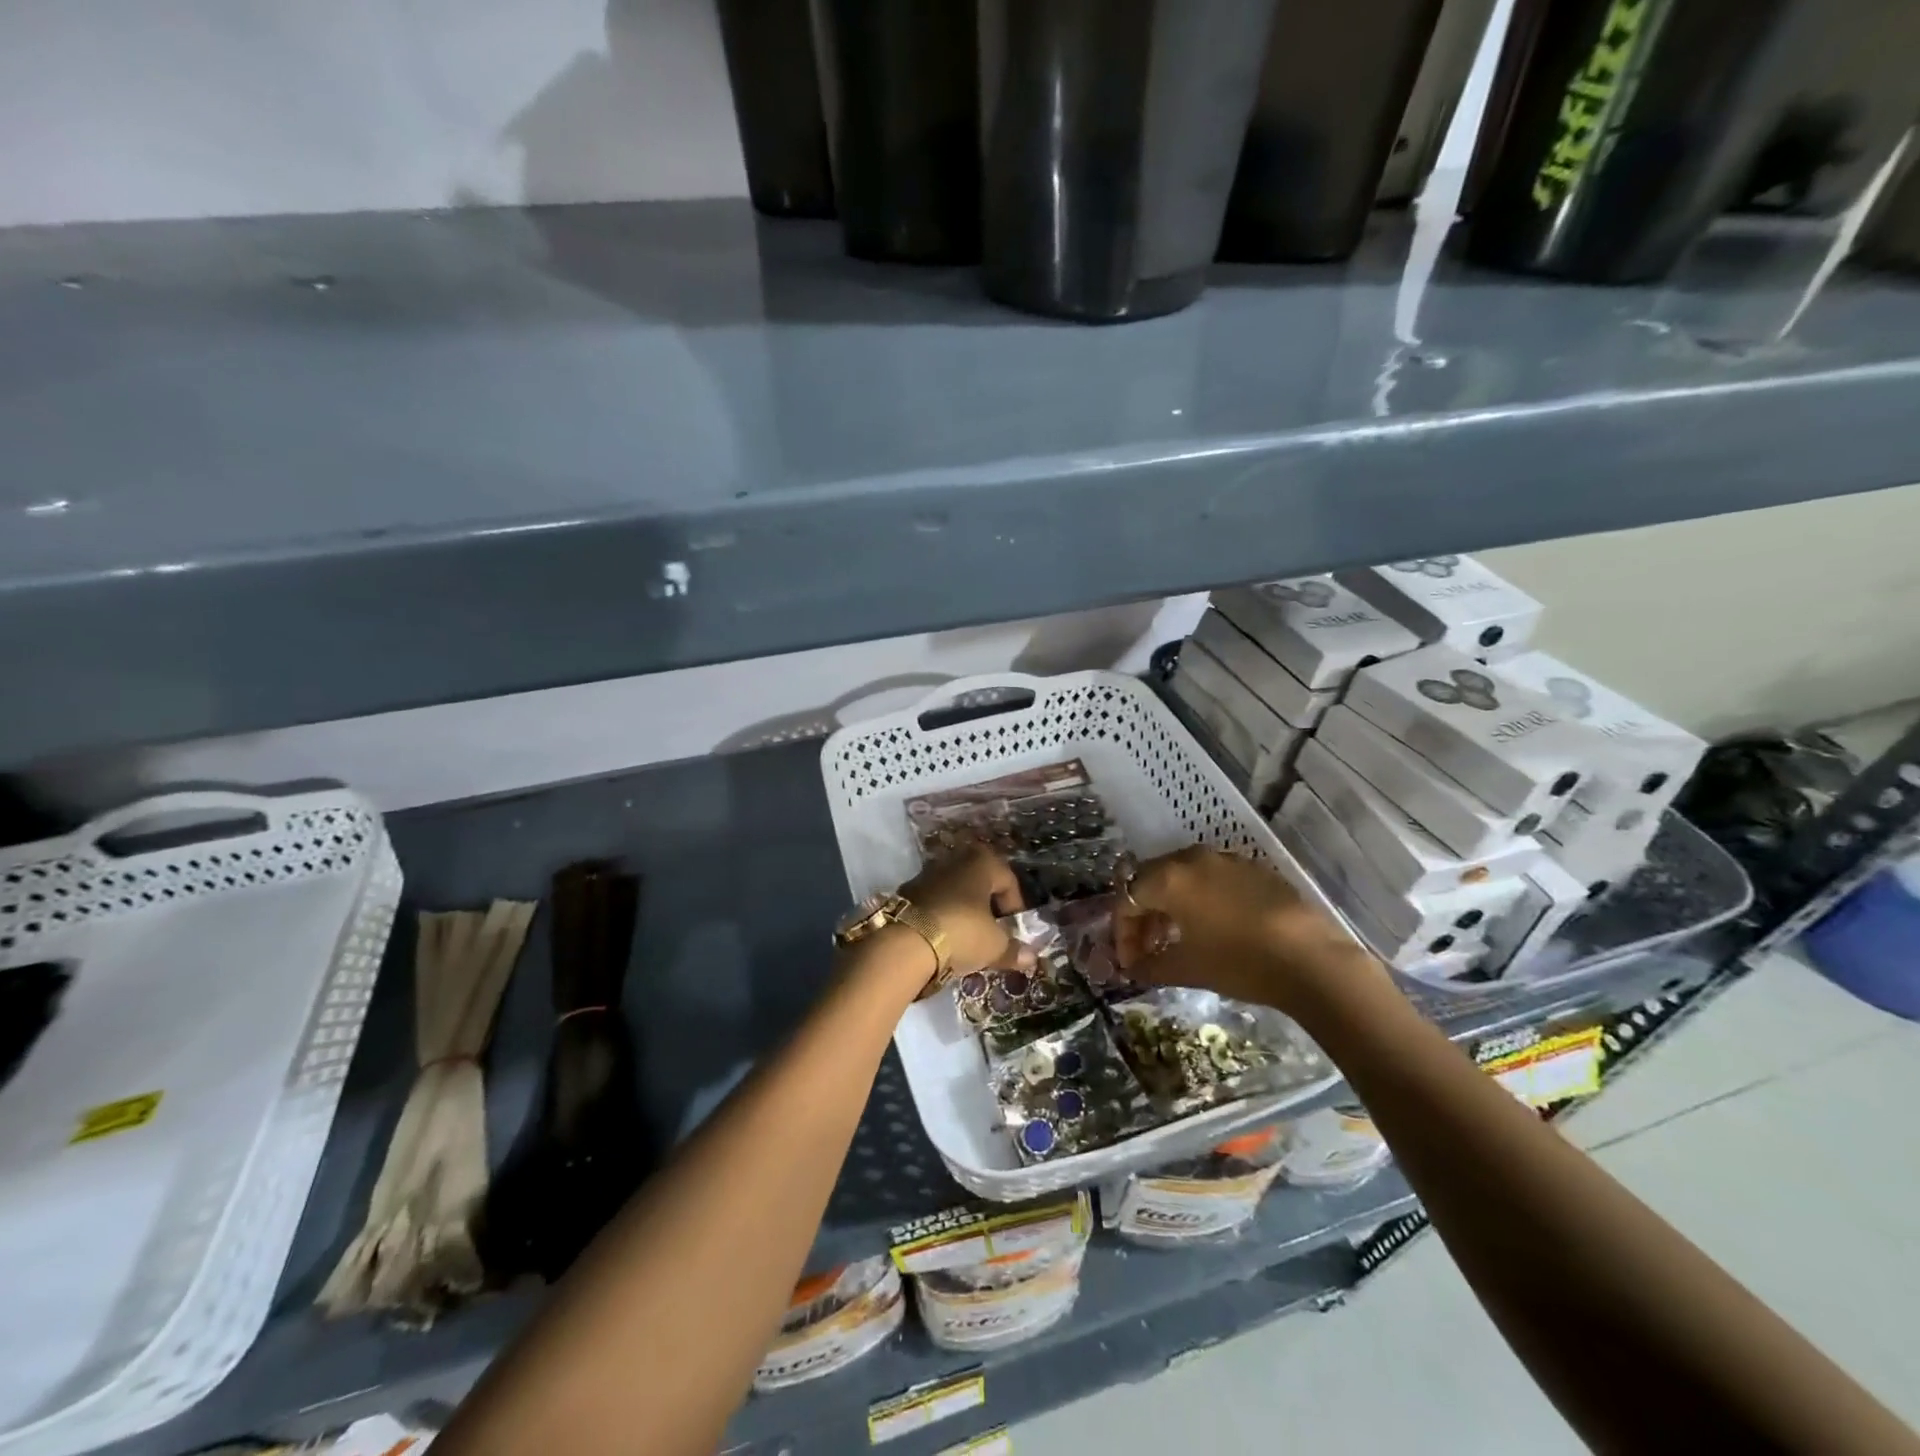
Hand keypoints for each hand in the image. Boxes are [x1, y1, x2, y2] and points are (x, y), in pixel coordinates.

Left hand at [900, 842, 1034, 980]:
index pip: (1008, 880)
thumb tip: (1031, 957)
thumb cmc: (962, 933)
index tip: (1014, 930)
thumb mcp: (994, 946)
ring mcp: (927, 873)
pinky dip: (942, 915)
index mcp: (981, 862)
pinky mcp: (906, 891)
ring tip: (967, 938)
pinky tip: (942, 938)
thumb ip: (1014, 950)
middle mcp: (954, 860)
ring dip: (964, 910)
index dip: (1015, 907)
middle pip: (980, 882)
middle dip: (988, 905)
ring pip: (955, 890)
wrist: (904, 942)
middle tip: (992, 931)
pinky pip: (934, 901)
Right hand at [1112, 846, 1370, 1012]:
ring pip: (1182, 877)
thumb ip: (1150, 966)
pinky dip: (1199, 900)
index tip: (1128, 962)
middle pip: (1151, 880)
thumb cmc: (1238, 961)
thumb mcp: (1187, 969)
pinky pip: (1211, 878)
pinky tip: (1211, 929)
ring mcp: (1225, 860)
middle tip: (1146, 949)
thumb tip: (1132, 969)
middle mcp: (1192, 858)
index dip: (1122, 932)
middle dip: (1144, 916)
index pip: (1128, 899)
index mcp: (1169, 878)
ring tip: (1176, 940)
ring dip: (1170, 906)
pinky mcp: (1253, 869)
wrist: (1311, 959)